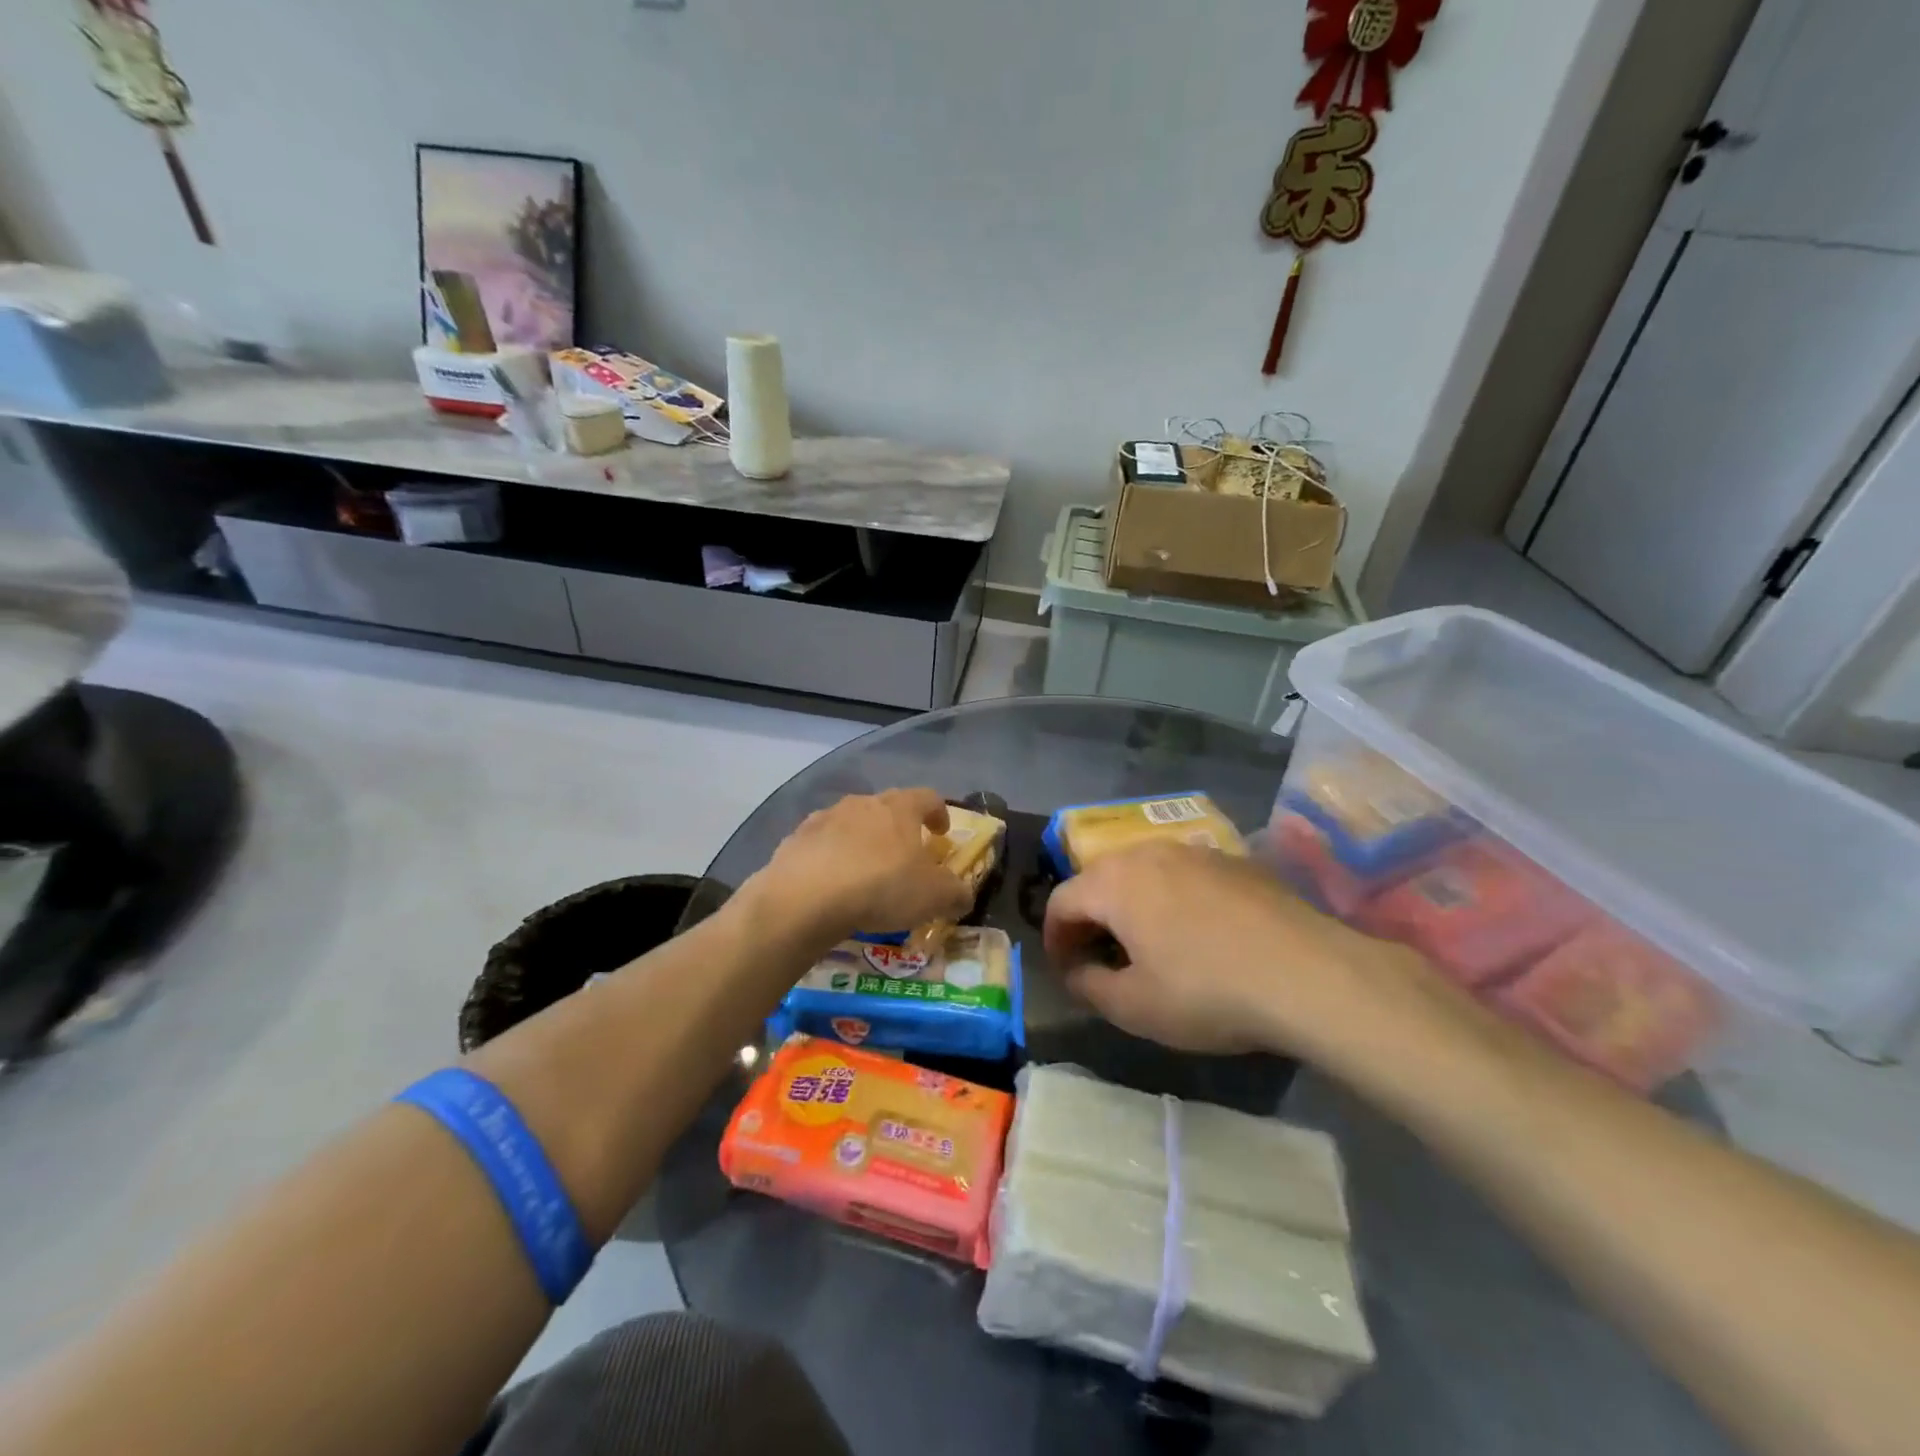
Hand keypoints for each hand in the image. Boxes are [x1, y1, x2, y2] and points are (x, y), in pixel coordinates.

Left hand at [750, 789, 972, 946]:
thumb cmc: (880, 887)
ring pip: (852, 824)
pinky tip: (832, 884)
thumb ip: (956, 893)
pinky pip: (822, 845)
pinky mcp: (796, 839)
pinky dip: (831, 858)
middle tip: (906, 855)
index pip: (928, 797)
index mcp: (900, 808)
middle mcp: (863, 803)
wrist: (804, 897)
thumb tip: (964, 895)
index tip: (942, 832)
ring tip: (866, 873)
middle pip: (887, 808)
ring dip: (863, 842)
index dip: (938, 813)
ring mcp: (825, 818)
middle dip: (899, 828)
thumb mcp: (933, 897)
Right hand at [1045, 842, 1429, 1057]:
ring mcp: (1195, 851)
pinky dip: (1172, 898)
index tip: (1066, 972)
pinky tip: (1198, 934)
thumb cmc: (1207, 991)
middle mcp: (1147, 853)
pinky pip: (1184, 875)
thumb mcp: (1135, 1007)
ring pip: (1144, 872)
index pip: (1062, 901)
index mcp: (1114, 882)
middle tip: (1100, 957)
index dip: (1055, 938)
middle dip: (1091, 917)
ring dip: (1131, 904)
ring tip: (1146, 944)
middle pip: (1100, 879)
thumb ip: (1089, 986)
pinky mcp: (1234, 860)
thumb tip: (1077, 971)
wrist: (1308, 973)